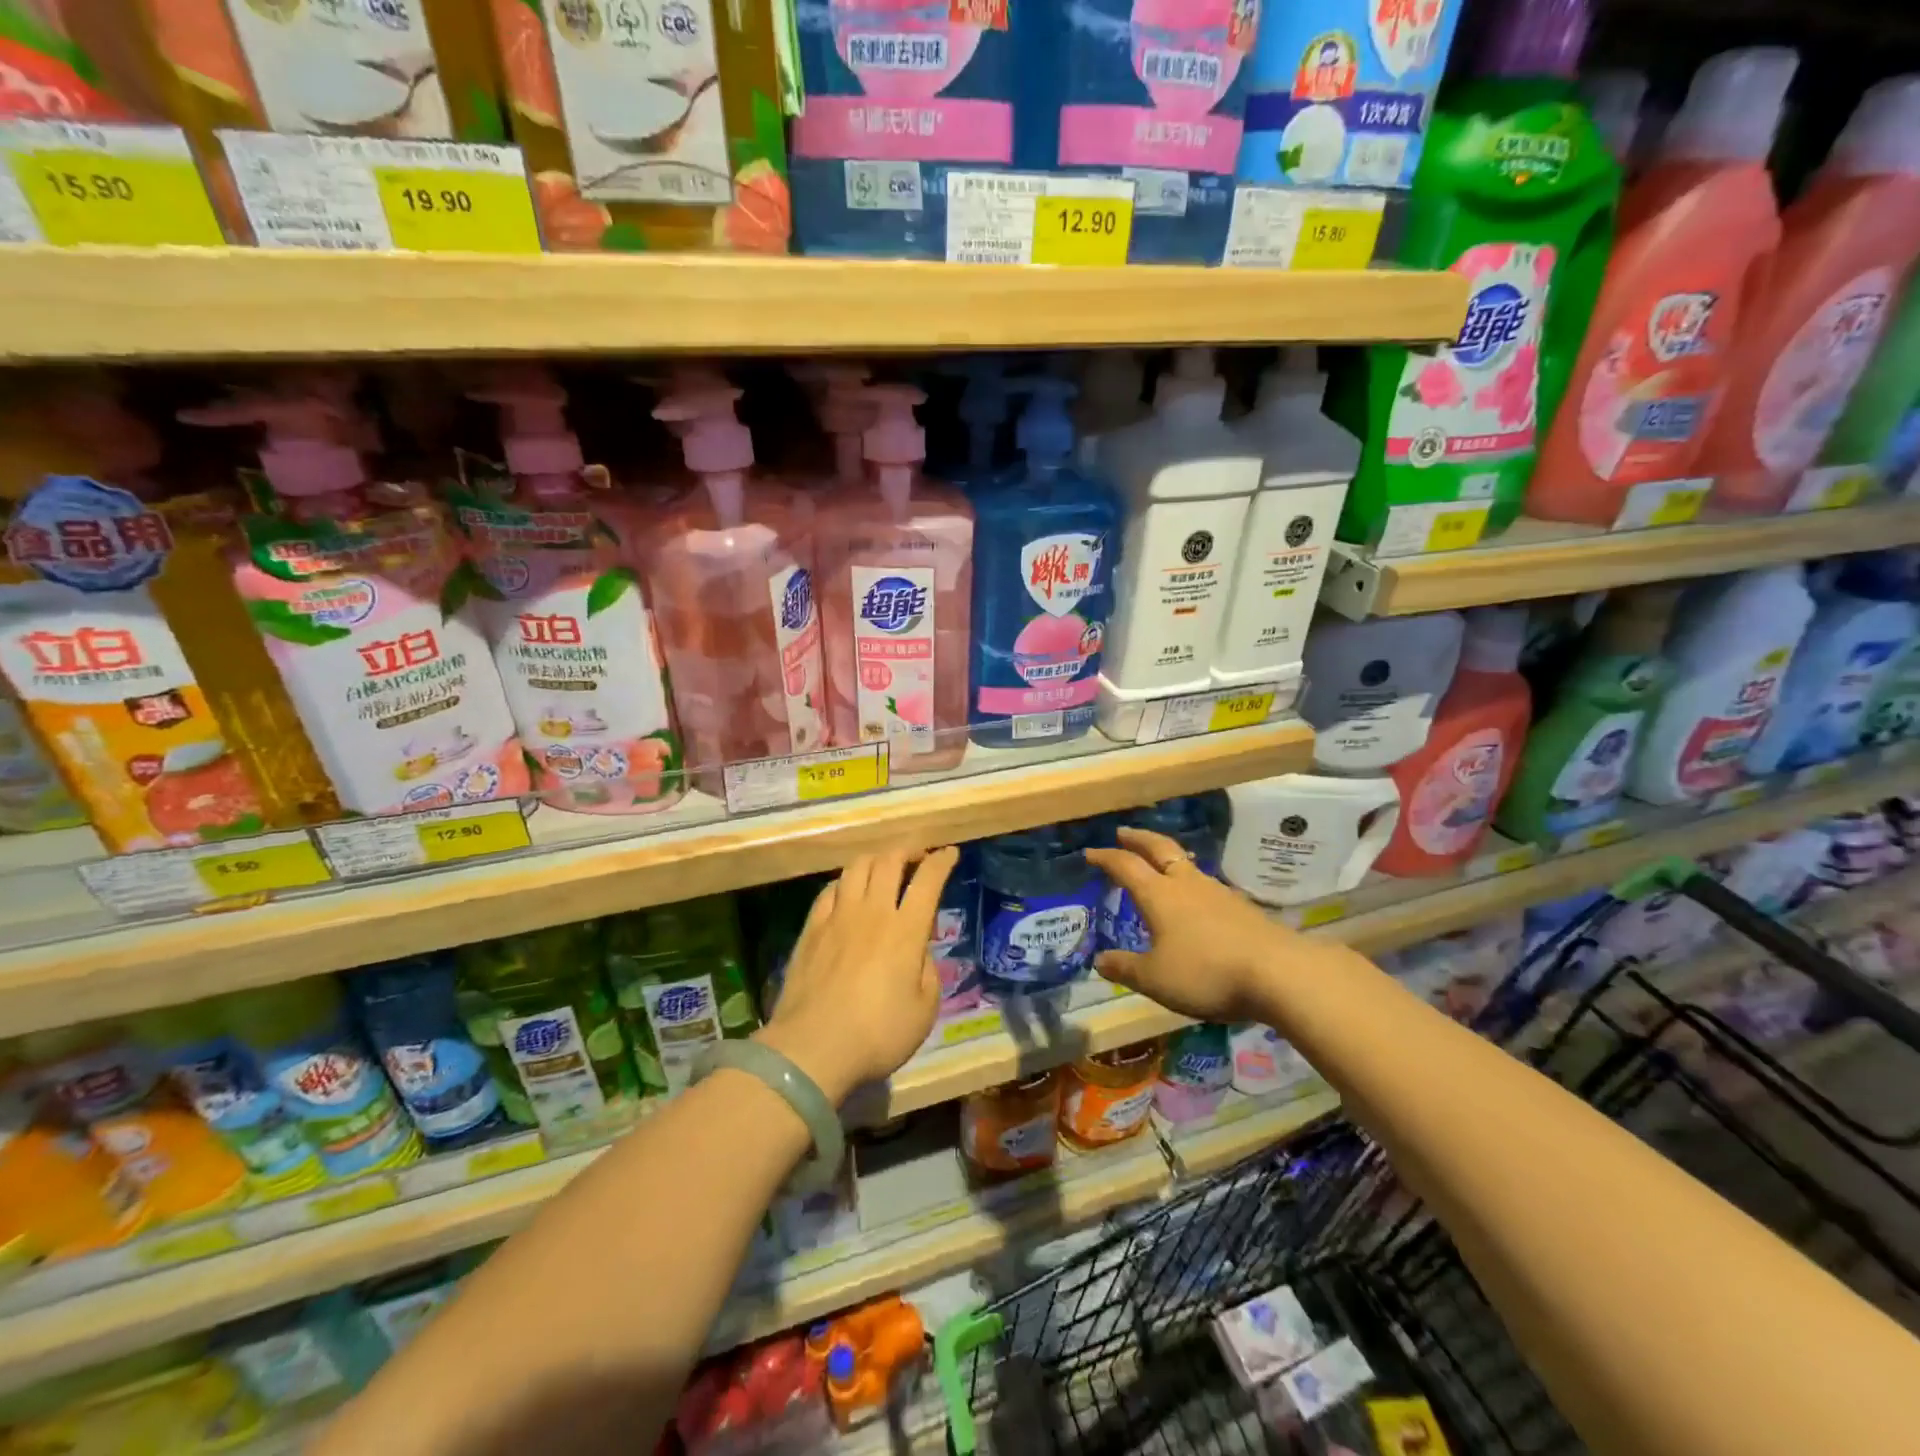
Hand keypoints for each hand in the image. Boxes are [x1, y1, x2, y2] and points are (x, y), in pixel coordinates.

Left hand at [757, 847, 957, 1104]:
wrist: (812, 1048)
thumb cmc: (877, 1034)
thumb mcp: (924, 1010)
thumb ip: (927, 971)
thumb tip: (918, 952)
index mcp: (905, 931)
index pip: (928, 881)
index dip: (941, 861)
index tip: (950, 853)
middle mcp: (872, 912)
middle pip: (889, 861)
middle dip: (908, 850)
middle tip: (918, 856)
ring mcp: (838, 917)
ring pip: (857, 867)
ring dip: (876, 859)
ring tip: (884, 868)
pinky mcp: (811, 928)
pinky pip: (830, 889)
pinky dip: (846, 882)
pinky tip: (848, 891)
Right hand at [1085, 828, 1291, 1023]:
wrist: (1279, 973)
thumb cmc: (1206, 972)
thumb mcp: (1155, 978)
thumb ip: (1125, 968)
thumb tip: (1099, 960)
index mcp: (1159, 895)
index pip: (1126, 866)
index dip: (1106, 858)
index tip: (1090, 853)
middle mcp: (1186, 884)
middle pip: (1159, 849)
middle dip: (1138, 839)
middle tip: (1123, 832)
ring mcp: (1217, 893)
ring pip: (1187, 865)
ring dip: (1167, 858)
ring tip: (1159, 863)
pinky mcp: (1241, 908)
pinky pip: (1206, 885)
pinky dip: (1190, 882)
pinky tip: (1195, 899)